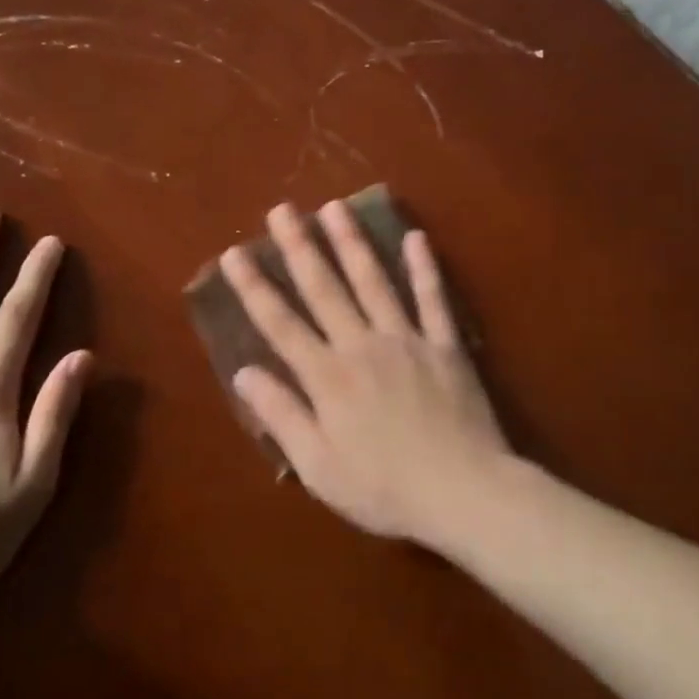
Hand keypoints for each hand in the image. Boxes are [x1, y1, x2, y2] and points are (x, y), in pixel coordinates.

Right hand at [220, 202, 510, 542]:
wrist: (463, 491)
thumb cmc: (384, 488)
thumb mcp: (318, 467)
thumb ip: (282, 415)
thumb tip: (244, 373)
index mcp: (327, 376)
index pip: (281, 323)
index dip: (255, 287)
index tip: (235, 252)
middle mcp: (362, 345)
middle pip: (324, 288)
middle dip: (299, 247)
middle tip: (282, 209)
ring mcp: (407, 339)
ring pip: (373, 281)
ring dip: (352, 242)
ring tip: (335, 207)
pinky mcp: (445, 345)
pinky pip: (433, 299)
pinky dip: (425, 267)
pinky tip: (415, 237)